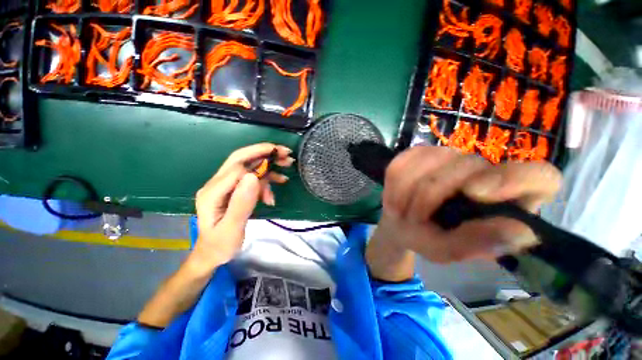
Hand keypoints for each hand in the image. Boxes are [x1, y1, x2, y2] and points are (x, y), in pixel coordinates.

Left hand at [190, 143, 293, 270]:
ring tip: (287, 167)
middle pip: (241, 159)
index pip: (237, 166)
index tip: (280, 159)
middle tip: (285, 153)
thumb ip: (241, 203)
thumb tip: (253, 176)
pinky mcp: (234, 190)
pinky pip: (252, 179)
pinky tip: (273, 193)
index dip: (259, 159)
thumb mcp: (232, 229)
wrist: (212, 253)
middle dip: (264, 153)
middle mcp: (217, 184)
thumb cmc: (221, 245)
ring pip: (249, 167)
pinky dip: (265, 181)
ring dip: (268, 167)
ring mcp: (226, 186)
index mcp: (213, 192)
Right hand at [374, 146, 561, 262]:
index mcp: (506, 199)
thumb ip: (477, 244)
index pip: (539, 177)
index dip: (513, 179)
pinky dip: (395, 182)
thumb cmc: (428, 239)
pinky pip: (405, 160)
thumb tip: (519, 230)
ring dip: (407, 191)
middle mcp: (483, 170)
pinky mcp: (420, 152)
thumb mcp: (448, 250)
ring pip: (430, 159)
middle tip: (411, 219)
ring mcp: (449, 155)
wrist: (400, 223)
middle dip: (429, 196)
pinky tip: (395, 196)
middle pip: (467, 165)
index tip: (474, 193)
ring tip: (401, 211)